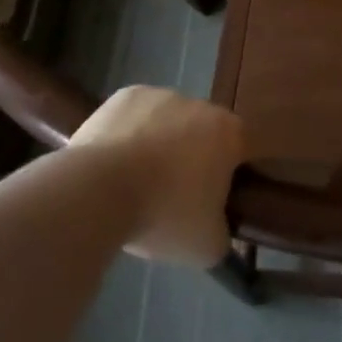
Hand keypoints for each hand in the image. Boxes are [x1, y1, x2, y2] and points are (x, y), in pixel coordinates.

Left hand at [68, 85, 245, 265]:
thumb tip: (220, 232)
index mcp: (230, 133)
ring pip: (168, 121)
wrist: (98, 192)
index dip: (228, 175)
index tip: (210, 201)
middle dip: (192, 157)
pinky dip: (129, 134)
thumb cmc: (164, 215)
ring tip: (135, 182)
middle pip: (203, 132)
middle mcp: (201, 105)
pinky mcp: (125, 95)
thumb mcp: (206, 246)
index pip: (242, 150)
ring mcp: (161, 95)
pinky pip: (135, 116)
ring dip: (159, 143)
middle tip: (172, 195)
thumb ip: (223, 235)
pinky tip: (114, 163)